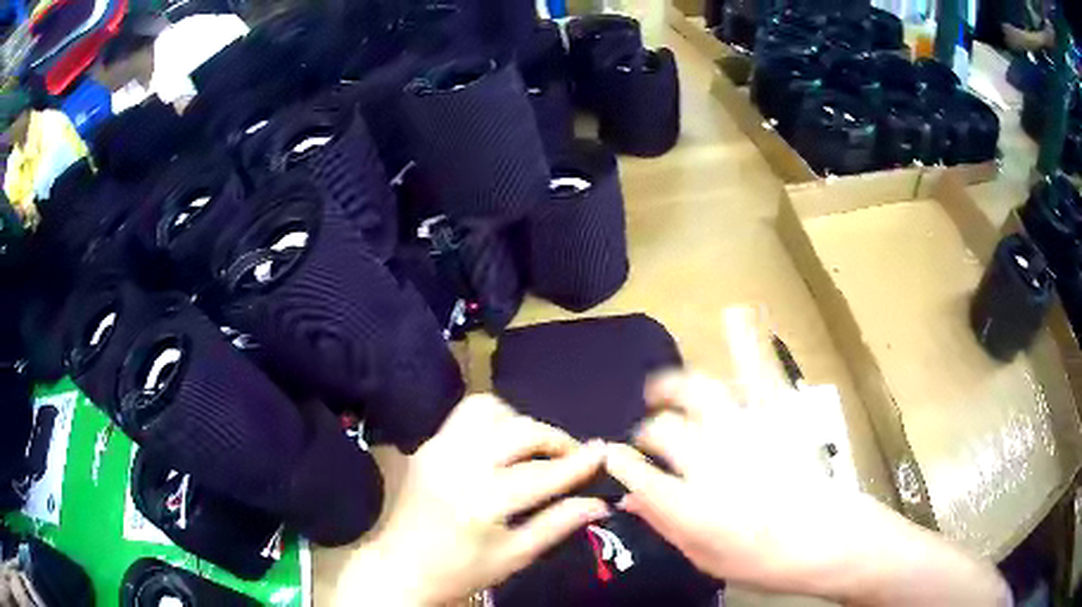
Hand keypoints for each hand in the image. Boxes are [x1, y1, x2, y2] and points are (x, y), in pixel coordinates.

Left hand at [344, 395, 607, 605]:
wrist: (400, 568)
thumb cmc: (460, 571)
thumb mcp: (515, 556)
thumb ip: (558, 524)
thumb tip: (599, 502)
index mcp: (480, 501)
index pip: (541, 473)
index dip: (578, 463)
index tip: (604, 452)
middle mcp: (457, 464)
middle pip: (519, 430)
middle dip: (554, 439)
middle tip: (571, 457)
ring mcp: (437, 449)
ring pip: (489, 409)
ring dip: (520, 423)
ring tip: (534, 450)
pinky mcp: (427, 445)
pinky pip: (466, 417)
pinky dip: (494, 424)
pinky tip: (502, 449)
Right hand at [605, 371, 1009, 605]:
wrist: (827, 540)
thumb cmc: (764, 559)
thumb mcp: (705, 558)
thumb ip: (666, 524)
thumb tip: (633, 498)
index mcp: (691, 504)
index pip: (637, 472)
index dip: (620, 462)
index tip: (613, 459)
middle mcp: (712, 462)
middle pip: (663, 430)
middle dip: (648, 433)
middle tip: (650, 441)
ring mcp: (746, 431)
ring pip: (697, 393)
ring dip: (671, 387)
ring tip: (661, 389)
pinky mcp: (776, 415)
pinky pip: (757, 371)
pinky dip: (746, 340)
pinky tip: (734, 315)